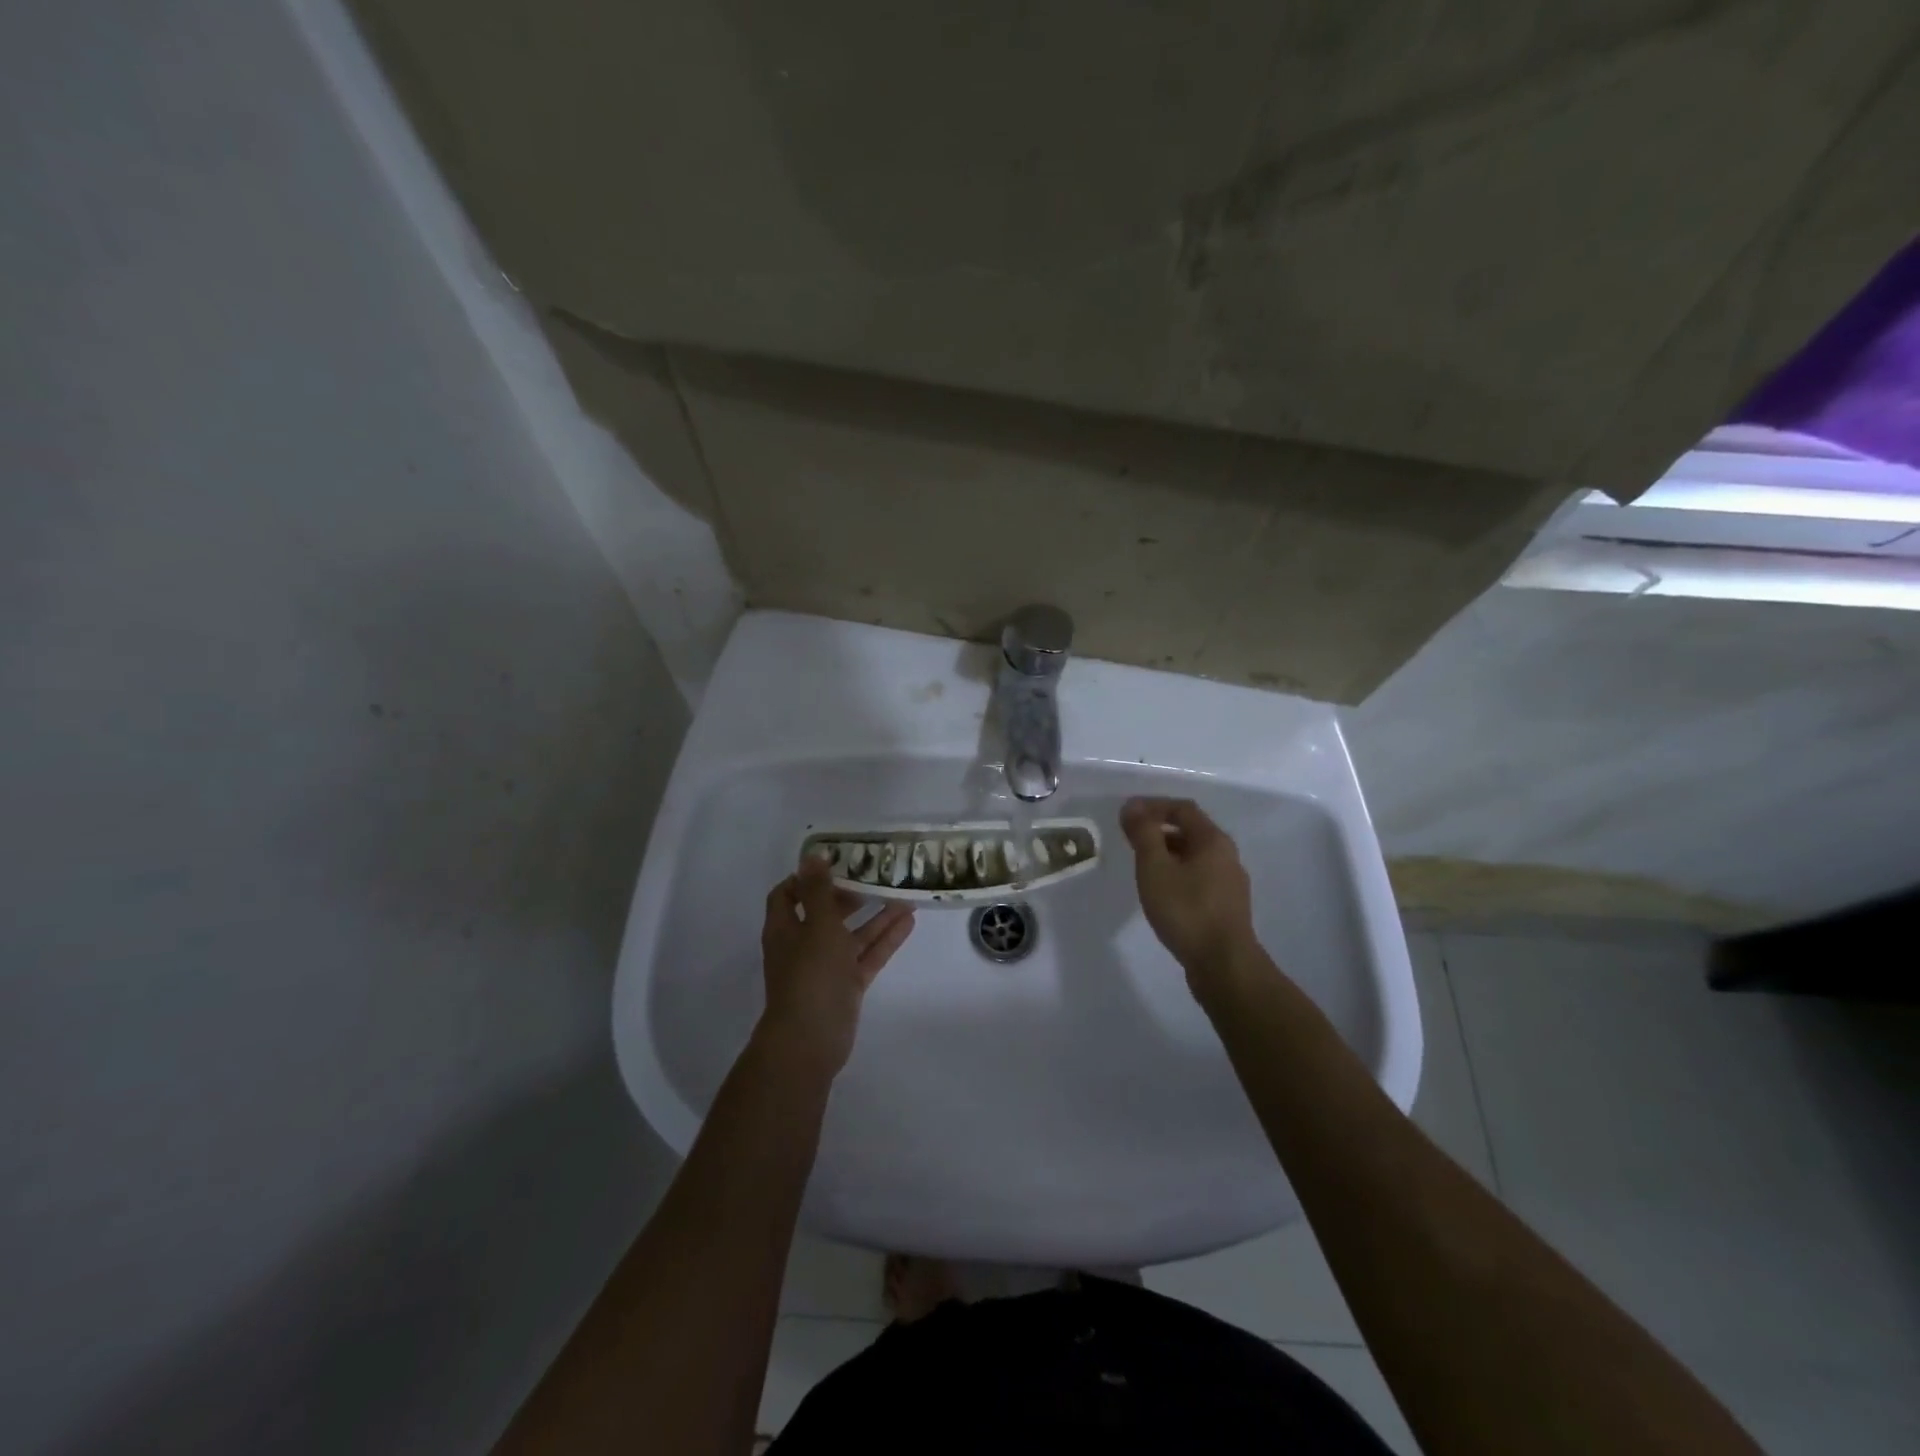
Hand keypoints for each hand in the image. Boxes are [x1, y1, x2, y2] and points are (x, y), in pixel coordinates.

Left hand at [757, 858, 914, 1076]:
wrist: (811, 1039)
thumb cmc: (810, 974)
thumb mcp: (817, 926)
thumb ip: (819, 891)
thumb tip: (813, 856)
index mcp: (785, 928)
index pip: (787, 894)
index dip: (806, 878)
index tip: (835, 863)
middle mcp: (803, 944)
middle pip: (825, 913)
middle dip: (849, 895)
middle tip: (876, 876)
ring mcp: (826, 966)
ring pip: (852, 934)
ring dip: (875, 916)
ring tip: (904, 894)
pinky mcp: (847, 984)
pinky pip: (867, 955)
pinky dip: (885, 939)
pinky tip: (909, 921)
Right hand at [1120, 797, 1256, 988]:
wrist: (1223, 964)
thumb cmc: (1186, 910)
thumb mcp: (1155, 867)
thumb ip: (1143, 833)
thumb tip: (1133, 806)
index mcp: (1213, 840)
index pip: (1182, 809)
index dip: (1153, 806)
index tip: (1127, 814)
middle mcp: (1227, 856)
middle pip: (1191, 830)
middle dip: (1159, 829)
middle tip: (1130, 838)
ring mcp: (1230, 882)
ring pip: (1194, 856)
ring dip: (1167, 852)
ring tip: (1142, 865)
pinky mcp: (1227, 906)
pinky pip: (1199, 877)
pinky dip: (1177, 873)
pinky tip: (1162, 891)